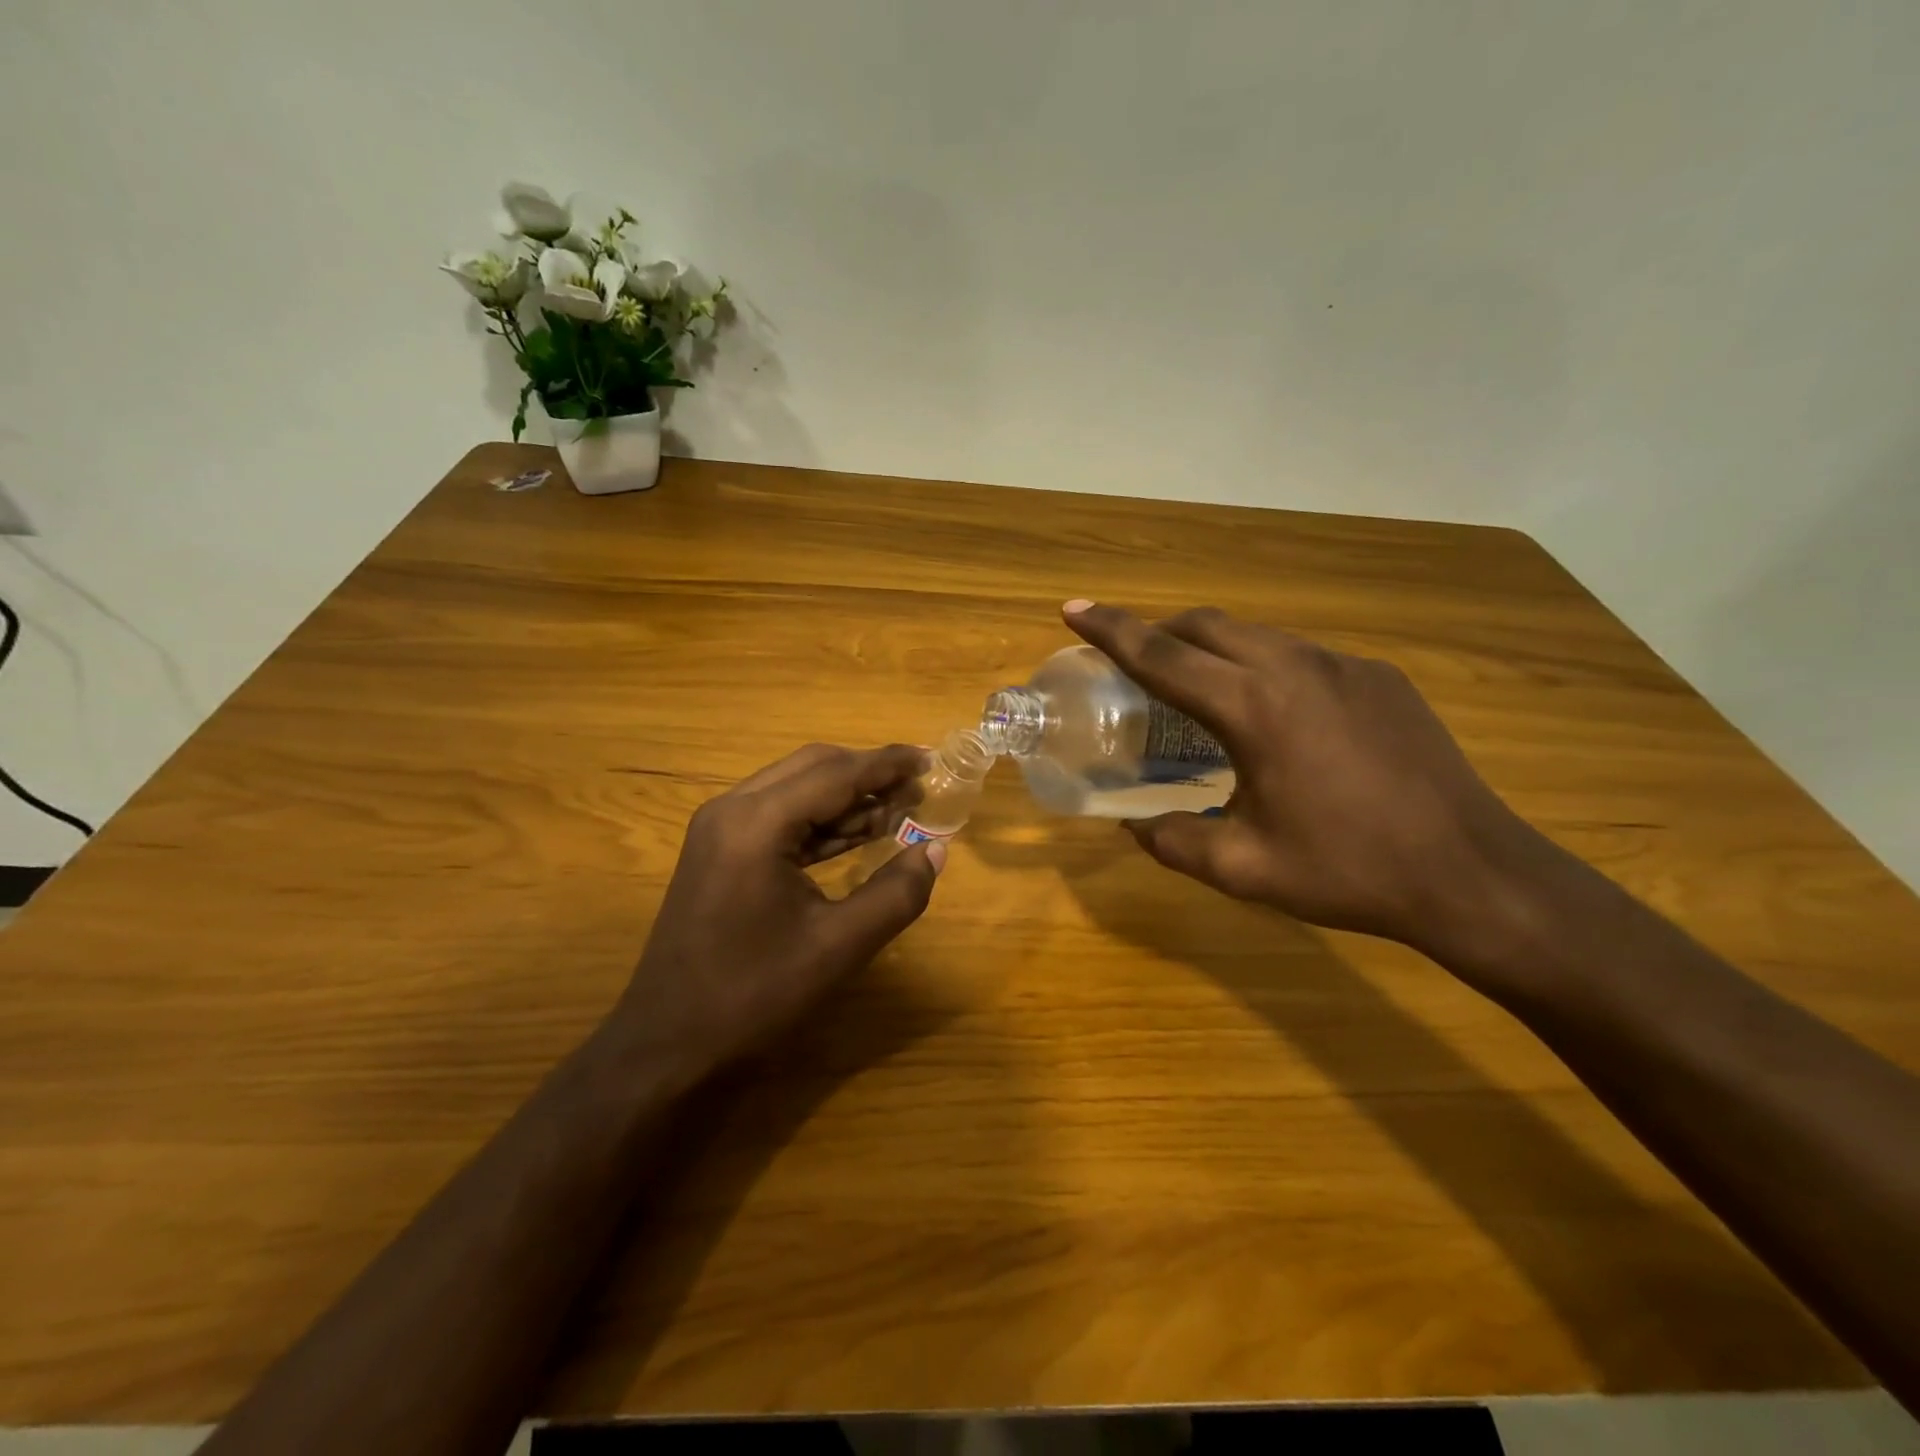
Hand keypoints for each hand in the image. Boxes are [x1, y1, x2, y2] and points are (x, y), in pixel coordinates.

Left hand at [611, 743, 944, 1088]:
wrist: (668, 1042)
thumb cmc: (753, 994)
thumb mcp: (839, 947)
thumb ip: (896, 894)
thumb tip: (935, 849)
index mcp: (757, 823)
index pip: (836, 774)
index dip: (888, 764)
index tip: (931, 759)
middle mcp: (733, 809)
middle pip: (813, 768)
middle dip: (869, 773)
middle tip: (918, 787)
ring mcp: (720, 828)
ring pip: (796, 788)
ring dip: (847, 796)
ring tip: (900, 809)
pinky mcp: (719, 850)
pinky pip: (780, 816)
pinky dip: (821, 820)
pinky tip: (859, 833)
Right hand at [1064, 602, 1555, 957]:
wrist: (1472, 874)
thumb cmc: (1348, 870)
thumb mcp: (1242, 868)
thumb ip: (1173, 841)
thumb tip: (1134, 824)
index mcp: (1254, 708)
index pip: (1162, 654)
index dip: (1111, 629)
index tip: (1074, 607)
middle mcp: (1295, 667)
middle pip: (1206, 625)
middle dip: (1157, 629)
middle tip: (1127, 656)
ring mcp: (1344, 666)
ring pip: (1255, 634)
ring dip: (1209, 646)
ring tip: (1192, 684)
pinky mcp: (1378, 677)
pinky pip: (1298, 654)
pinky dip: (1259, 664)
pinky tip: (1267, 711)